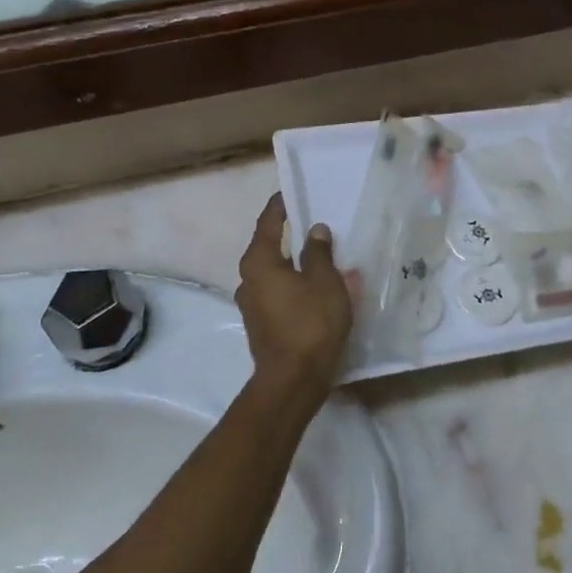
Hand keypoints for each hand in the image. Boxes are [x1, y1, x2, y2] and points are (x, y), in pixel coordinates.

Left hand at [235, 193, 352, 401]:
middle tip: (312, 222)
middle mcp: (248, 279)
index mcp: (259, 262)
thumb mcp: (324, 281)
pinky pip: (278, 292)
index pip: (268, 222)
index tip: (292, 192)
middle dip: (288, 234)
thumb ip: (319, 252)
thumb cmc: (310, 323)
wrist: (293, 380)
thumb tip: (315, 231)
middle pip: (268, 247)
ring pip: (274, 273)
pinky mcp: (262, 324)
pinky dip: (293, 284)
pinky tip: (314, 287)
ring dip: (293, 263)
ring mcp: (252, 304)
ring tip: (318, 256)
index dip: (281, 205)